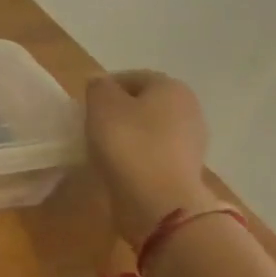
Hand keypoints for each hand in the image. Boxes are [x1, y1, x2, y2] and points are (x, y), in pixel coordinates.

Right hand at [84, 70, 214, 246]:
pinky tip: (118, 167)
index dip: (105, 88)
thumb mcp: (102, 105)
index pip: (133, 77)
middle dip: (118, 111)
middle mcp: (188, 108)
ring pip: (150, 129)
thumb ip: (98, 87)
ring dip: (128, 135)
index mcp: (171, 87)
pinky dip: (136, 156)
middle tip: (91, 126)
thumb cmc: (128, 143)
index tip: (84, 105)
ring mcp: (191, 141)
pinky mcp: (184, 168)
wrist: (158, 199)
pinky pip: (154, 153)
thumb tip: (100, 83)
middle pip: (144, 103)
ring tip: (101, 149)